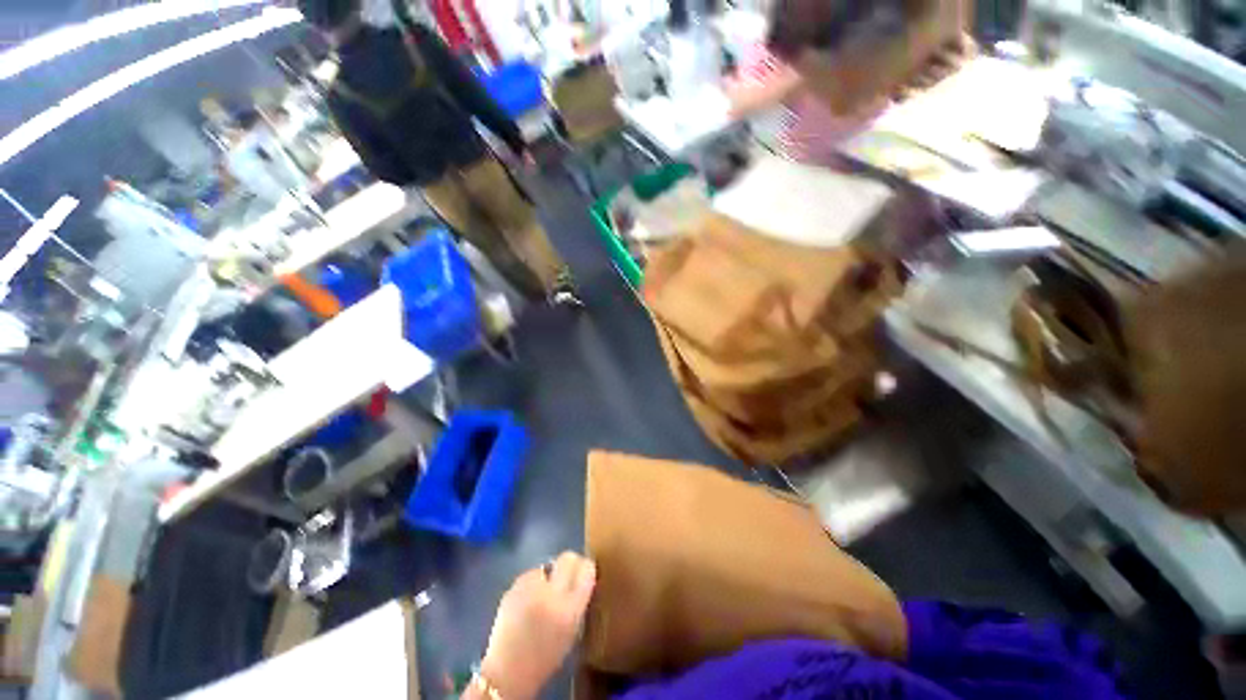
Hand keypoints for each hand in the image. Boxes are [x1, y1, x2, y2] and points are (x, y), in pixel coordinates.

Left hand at [477, 552, 595, 699]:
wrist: (507, 673)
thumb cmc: (545, 657)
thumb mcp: (572, 632)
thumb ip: (578, 602)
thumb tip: (582, 577)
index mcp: (570, 610)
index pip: (586, 570)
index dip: (586, 568)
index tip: (585, 572)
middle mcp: (551, 594)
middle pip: (568, 558)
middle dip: (569, 563)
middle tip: (566, 575)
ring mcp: (529, 589)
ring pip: (547, 565)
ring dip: (548, 576)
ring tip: (542, 594)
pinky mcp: (512, 588)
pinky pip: (530, 575)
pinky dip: (531, 583)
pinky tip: (528, 600)